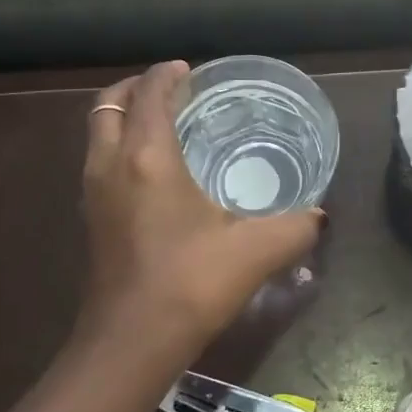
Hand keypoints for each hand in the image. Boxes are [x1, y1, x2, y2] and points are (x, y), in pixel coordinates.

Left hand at [78, 62, 323, 354]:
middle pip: (107, 105)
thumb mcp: (258, 250)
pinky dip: (119, 150)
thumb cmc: (192, 283)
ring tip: (161, 126)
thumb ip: (297, 227)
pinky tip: (153, 175)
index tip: (188, 69)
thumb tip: (320, 217)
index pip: (149, 95)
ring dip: (123, 119)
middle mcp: (110, 167)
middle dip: (135, 89)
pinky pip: (99, 165)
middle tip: (170, 91)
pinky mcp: (92, 223)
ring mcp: (94, 195)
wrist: (132, 342)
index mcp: (147, 158)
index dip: (167, 75)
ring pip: (97, 135)